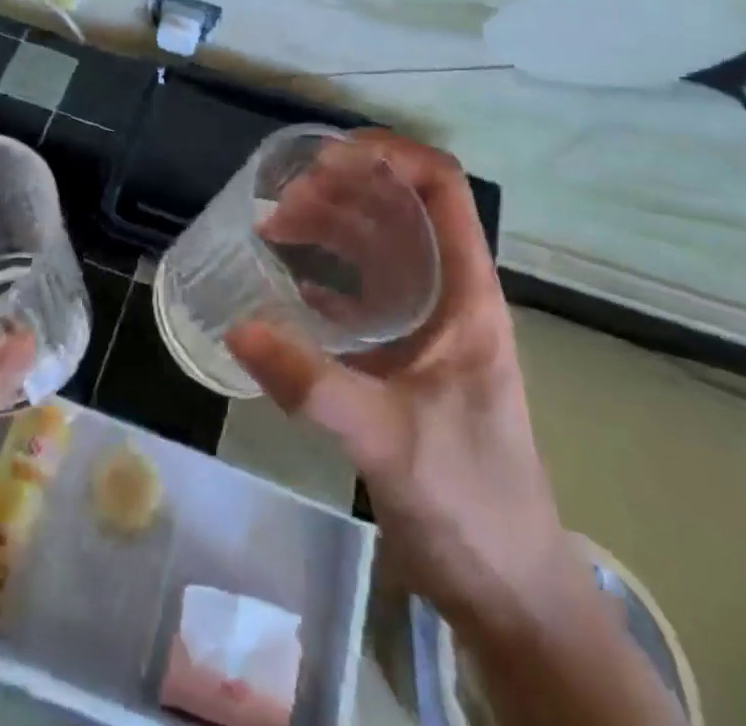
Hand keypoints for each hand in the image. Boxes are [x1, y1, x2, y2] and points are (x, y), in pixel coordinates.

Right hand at [228, 134, 678, 725]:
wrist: (507, 589)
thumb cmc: (471, 502)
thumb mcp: (391, 440)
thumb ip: (314, 385)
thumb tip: (239, 328)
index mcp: (465, 294)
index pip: (442, 189)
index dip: (392, 155)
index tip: (329, 156)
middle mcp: (447, 294)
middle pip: (398, 209)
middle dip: (342, 189)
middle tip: (282, 202)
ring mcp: (424, 324)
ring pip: (377, 245)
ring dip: (329, 225)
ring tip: (274, 227)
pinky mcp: (401, 355)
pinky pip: (361, 292)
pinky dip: (325, 274)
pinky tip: (287, 280)